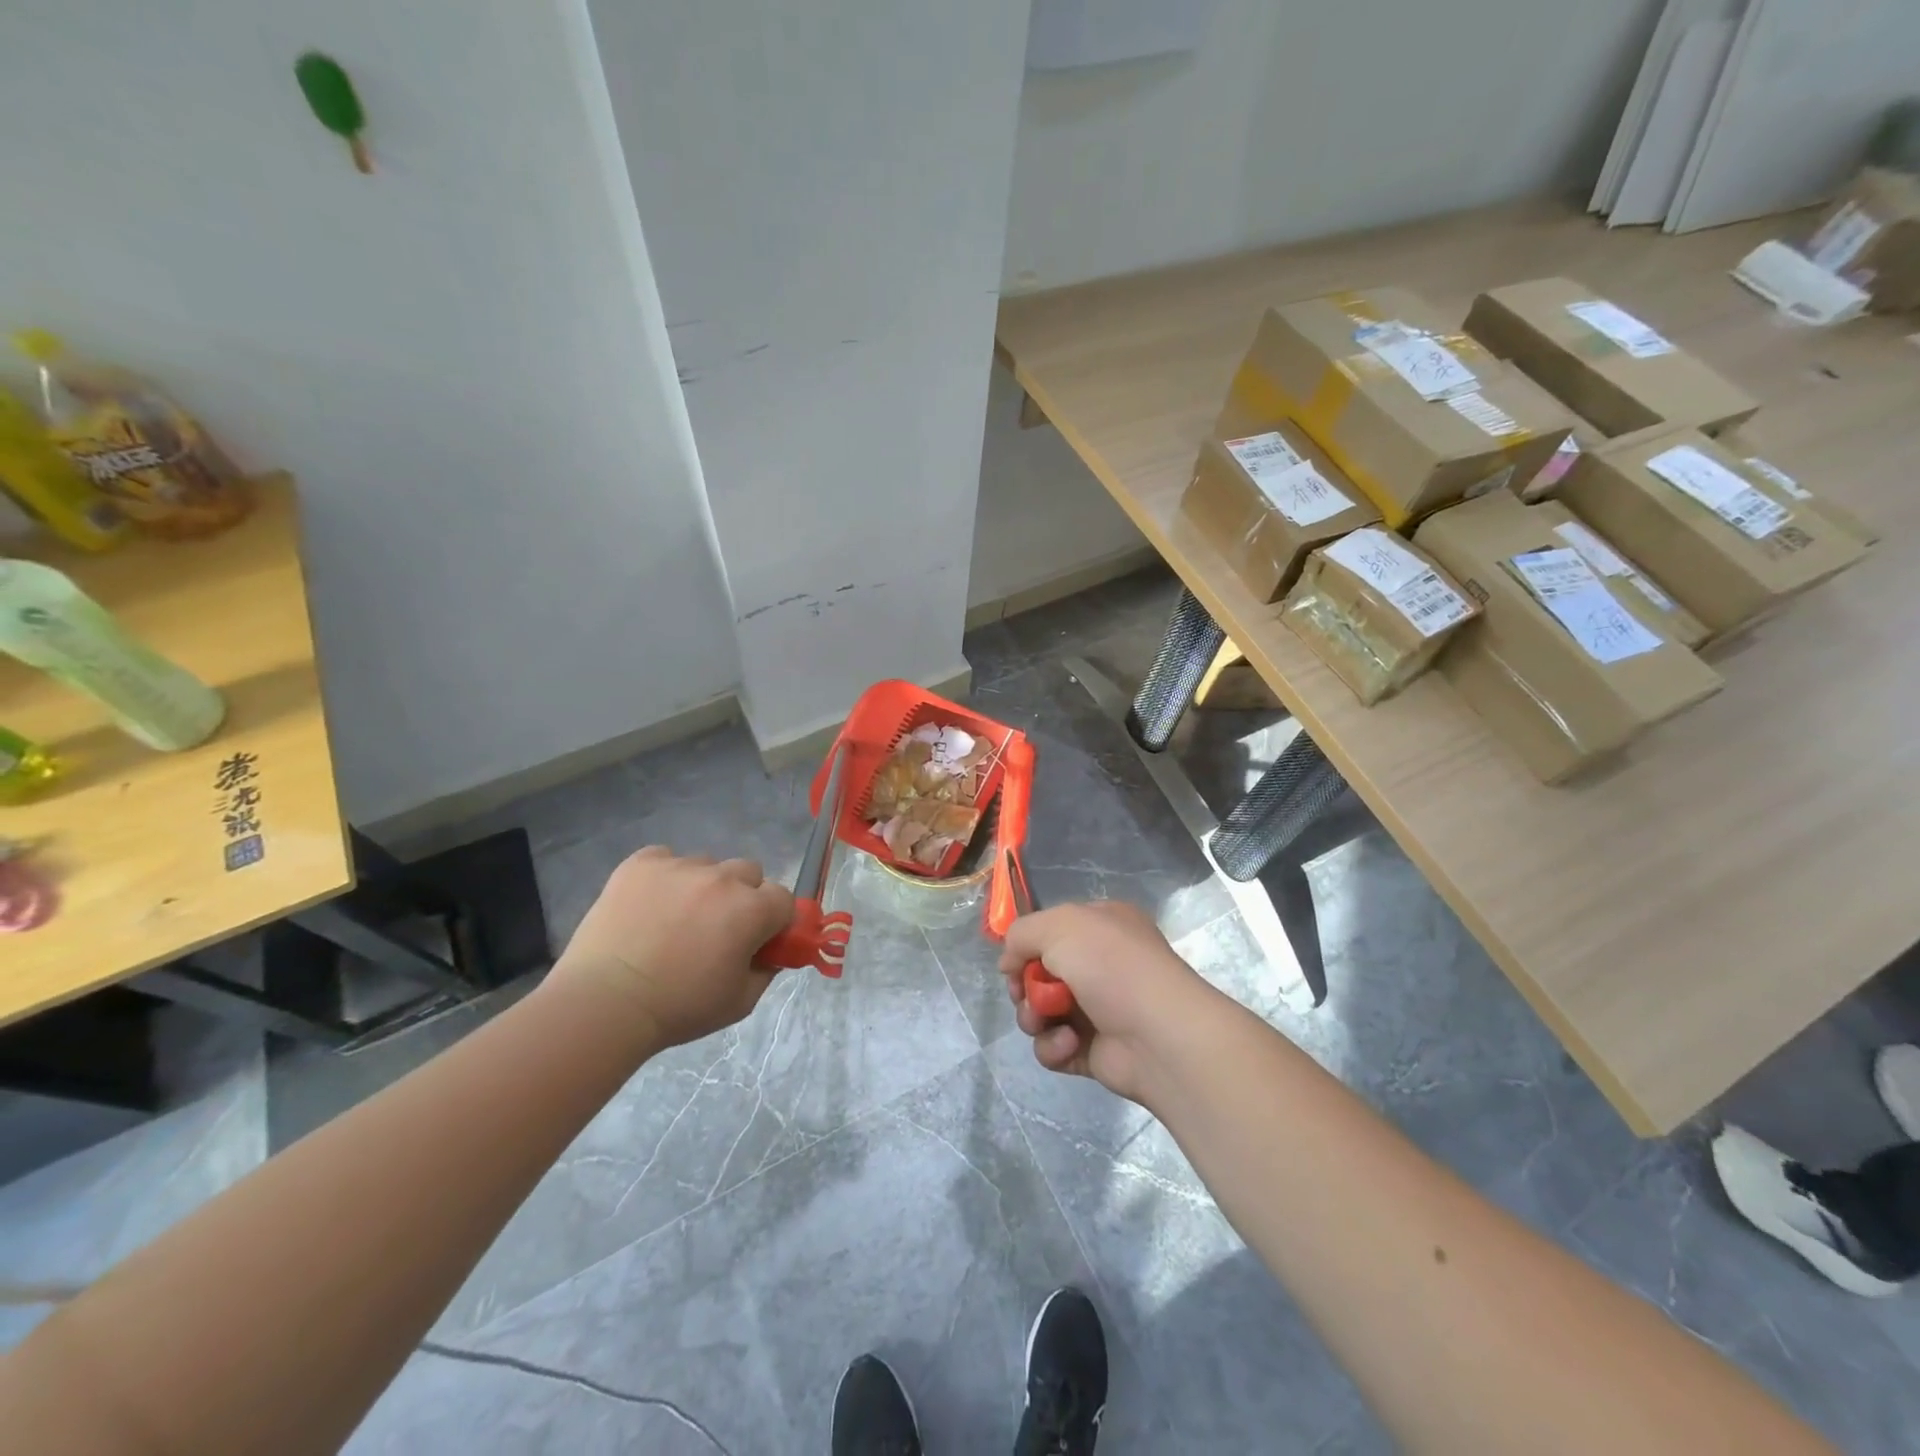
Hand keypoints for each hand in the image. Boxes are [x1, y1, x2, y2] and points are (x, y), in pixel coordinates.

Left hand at [551, 847, 794, 1050]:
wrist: (604, 1003)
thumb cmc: (678, 1008)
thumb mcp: (740, 1002)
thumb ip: (766, 970)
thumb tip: (770, 953)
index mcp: (752, 909)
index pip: (783, 899)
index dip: (773, 921)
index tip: (756, 942)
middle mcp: (722, 878)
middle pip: (749, 873)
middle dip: (741, 897)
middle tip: (717, 929)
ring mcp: (680, 866)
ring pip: (707, 865)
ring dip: (702, 886)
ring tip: (674, 920)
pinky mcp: (641, 863)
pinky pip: (665, 858)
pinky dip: (664, 877)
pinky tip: (648, 905)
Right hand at [999, 900, 1217, 1103]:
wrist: (1159, 1036)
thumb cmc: (1111, 966)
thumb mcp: (1059, 925)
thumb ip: (1021, 933)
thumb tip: (1009, 962)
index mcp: (1102, 927)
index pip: (1052, 930)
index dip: (1028, 946)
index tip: (1014, 961)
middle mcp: (1101, 965)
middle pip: (1040, 973)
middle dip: (1026, 985)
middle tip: (1025, 992)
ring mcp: (1098, 1009)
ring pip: (1041, 1011)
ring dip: (1034, 1016)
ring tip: (1047, 1019)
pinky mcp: (1093, 1051)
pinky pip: (1054, 1046)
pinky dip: (1053, 1046)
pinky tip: (1070, 1043)